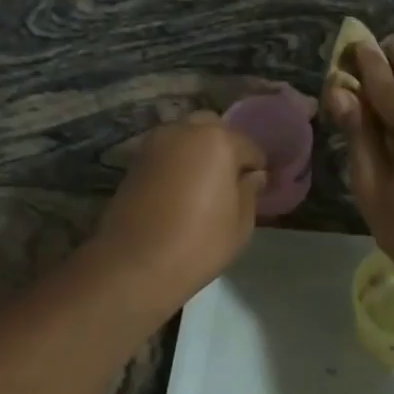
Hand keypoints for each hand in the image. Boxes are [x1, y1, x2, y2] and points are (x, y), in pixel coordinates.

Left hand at [92, 114, 266, 309]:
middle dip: (225, 148)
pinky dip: (177, 164)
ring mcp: (154, 144)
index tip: (259, 189)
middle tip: (230, 181)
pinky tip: (181, 191)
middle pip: (213, 129)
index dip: (257, 168)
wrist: (136, 264)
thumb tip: (254, 176)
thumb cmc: (199, 244)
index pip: (249, 146)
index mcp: (217, 141)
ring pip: (185, 137)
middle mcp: (184, 131)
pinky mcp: (134, 162)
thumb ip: (250, 191)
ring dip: (198, 153)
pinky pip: (166, 154)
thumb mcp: (241, 223)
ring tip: (204, 186)